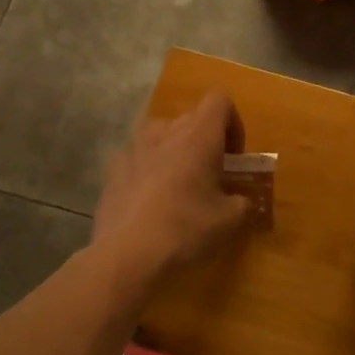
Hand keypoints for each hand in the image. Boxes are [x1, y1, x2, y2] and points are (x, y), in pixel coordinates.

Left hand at [93, 93, 249, 283]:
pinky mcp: (112, 169)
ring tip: (178, 182)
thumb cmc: (186, 229)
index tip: (235, 156)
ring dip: (173, 149)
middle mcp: (164, 132)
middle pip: (190, 118)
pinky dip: (146, 169)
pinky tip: (148, 200)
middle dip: (205, 140)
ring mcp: (133, 148)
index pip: (219, 100)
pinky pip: (135, 157)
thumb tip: (242, 202)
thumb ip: (242, 203)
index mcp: (198, 136)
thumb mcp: (229, 221)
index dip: (233, 123)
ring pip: (159, 134)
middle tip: (212, 175)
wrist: (128, 254)